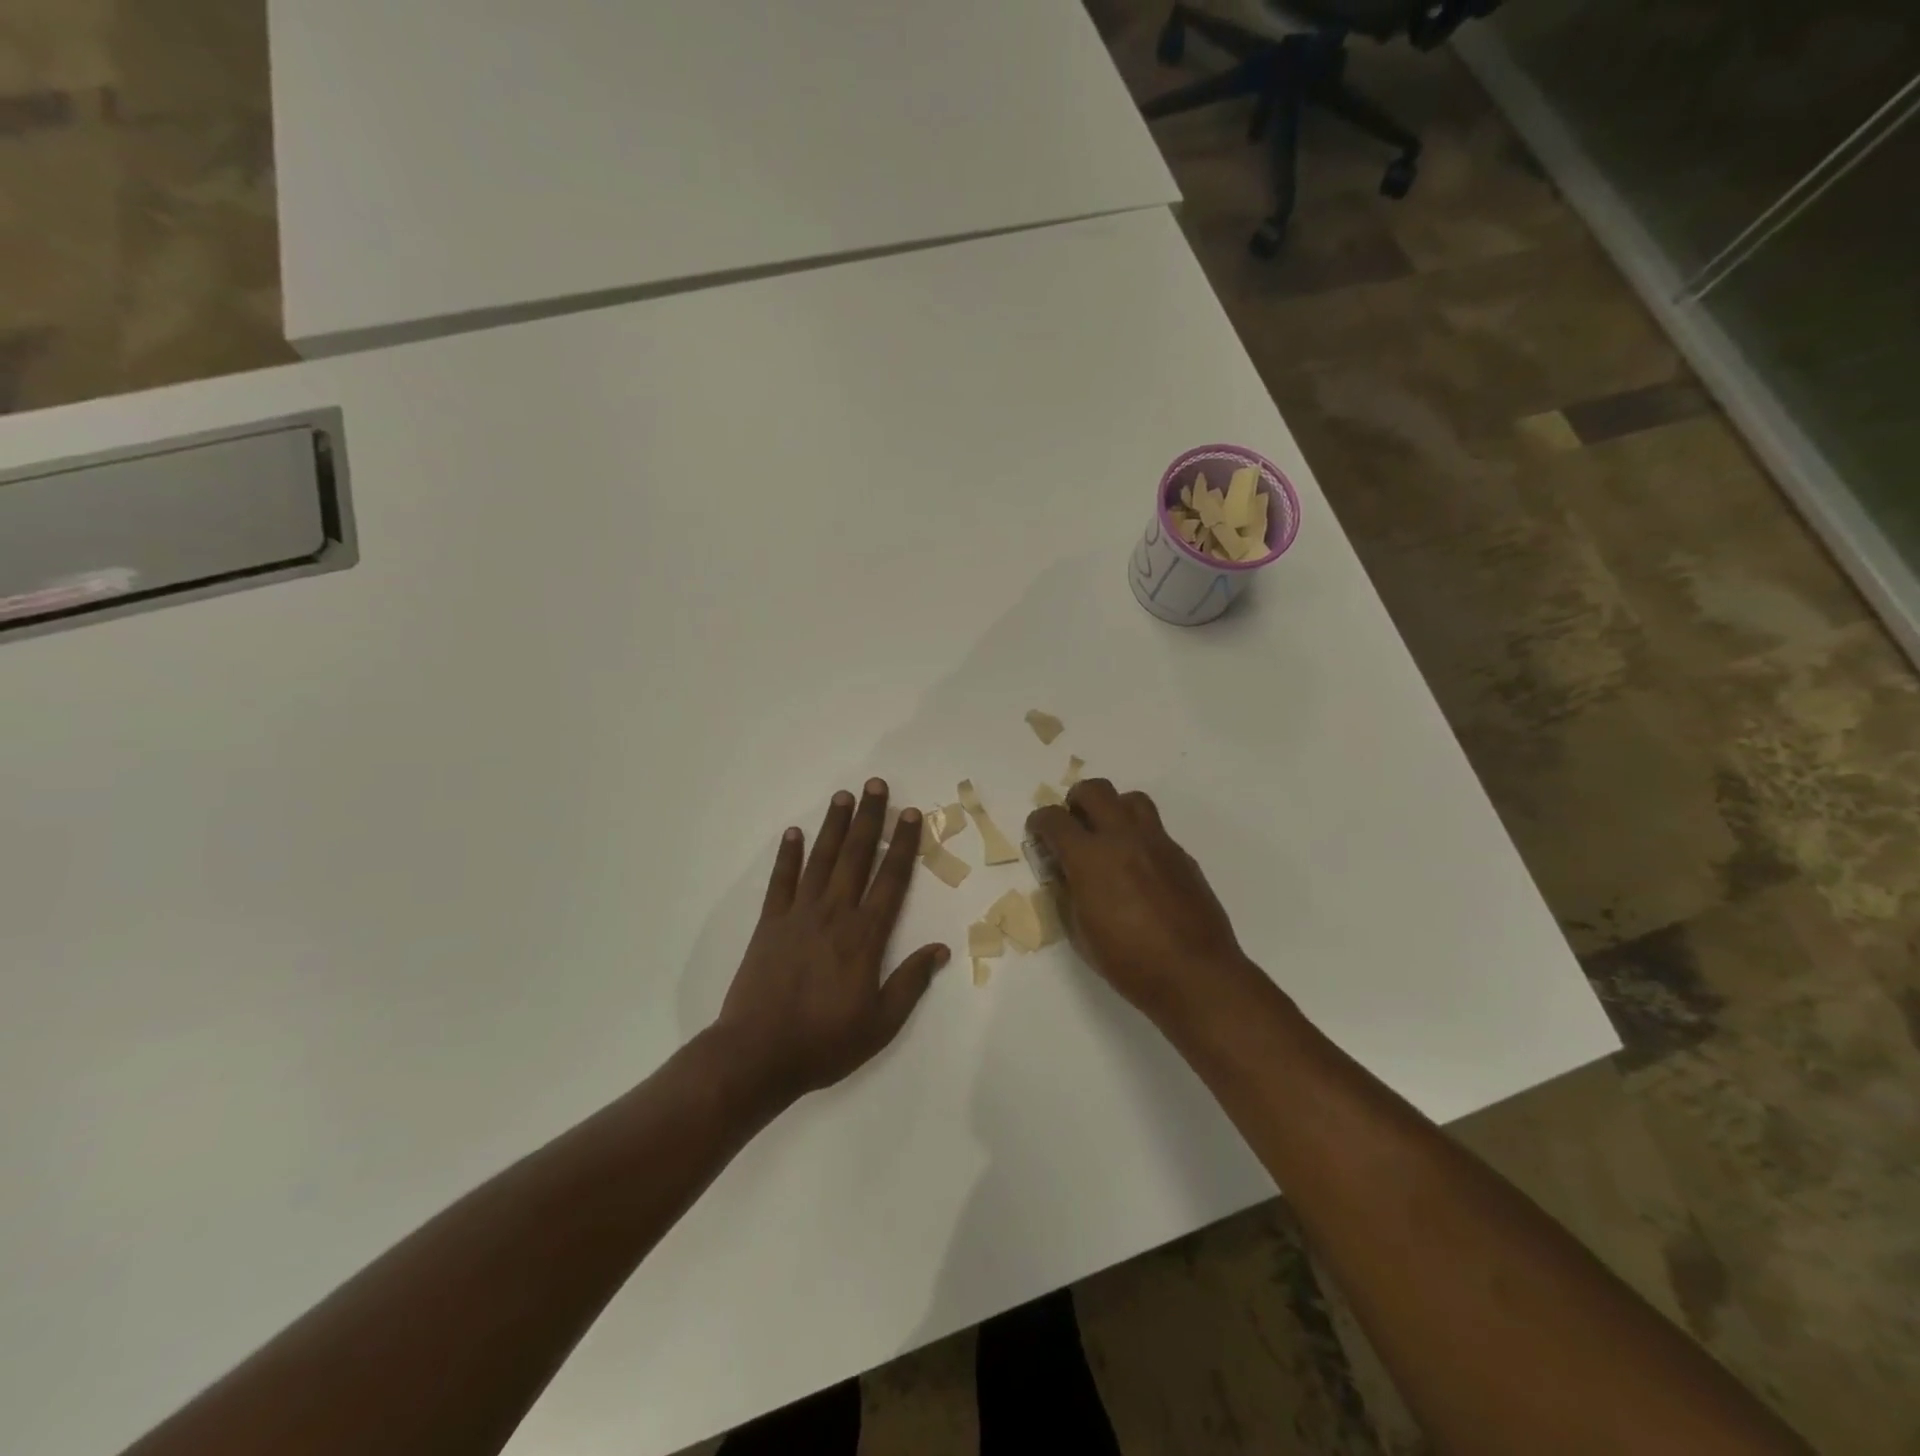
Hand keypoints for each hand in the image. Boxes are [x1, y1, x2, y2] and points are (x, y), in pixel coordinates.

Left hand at [714, 780, 949, 1107]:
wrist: (757, 1054)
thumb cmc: (825, 1042)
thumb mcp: (881, 1023)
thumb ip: (911, 983)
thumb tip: (941, 949)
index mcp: (865, 936)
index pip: (891, 879)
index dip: (903, 844)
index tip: (911, 814)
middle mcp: (834, 914)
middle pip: (856, 856)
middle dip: (869, 819)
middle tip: (876, 785)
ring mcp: (798, 914)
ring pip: (821, 859)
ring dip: (833, 826)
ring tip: (843, 796)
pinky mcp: (769, 923)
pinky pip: (781, 881)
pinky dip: (787, 855)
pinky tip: (793, 833)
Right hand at [1026, 779, 1254, 1028]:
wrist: (1195, 974)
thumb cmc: (1128, 962)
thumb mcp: (1080, 933)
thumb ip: (1067, 893)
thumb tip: (1063, 872)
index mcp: (1090, 858)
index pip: (1054, 819)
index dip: (1039, 822)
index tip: (1038, 834)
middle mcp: (1123, 838)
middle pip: (1095, 790)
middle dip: (1076, 801)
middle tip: (1073, 825)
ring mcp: (1157, 843)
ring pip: (1131, 799)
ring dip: (1113, 809)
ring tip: (1108, 836)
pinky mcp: (1182, 856)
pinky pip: (1155, 829)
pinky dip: (1138, 836)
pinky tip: (1137, 867)